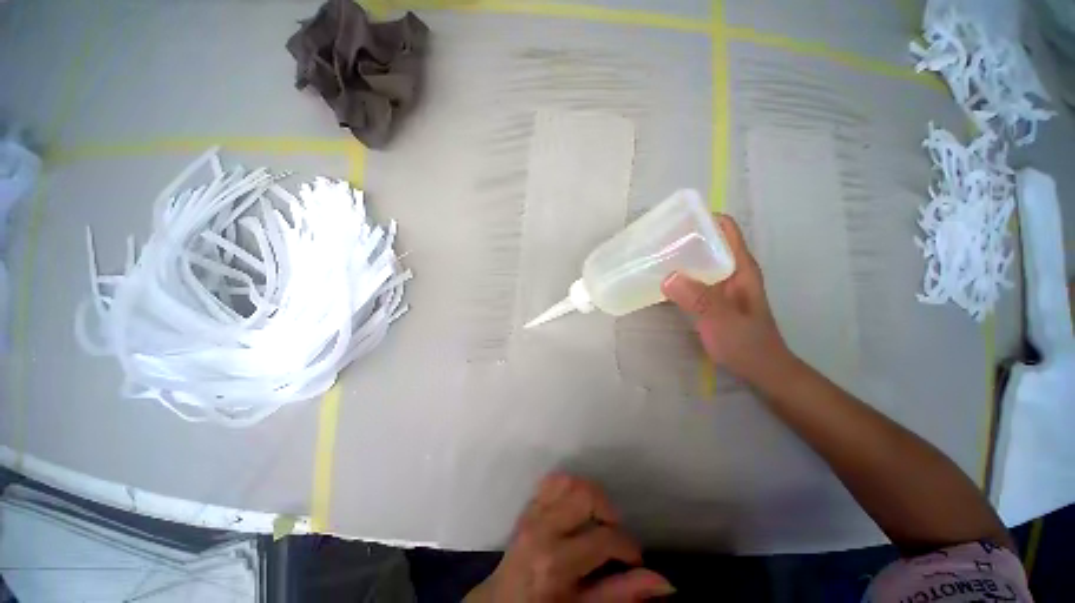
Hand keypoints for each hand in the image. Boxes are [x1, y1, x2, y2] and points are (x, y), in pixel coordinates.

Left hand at [465, 473, 673, 602]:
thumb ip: (621, 593)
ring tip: (598, 519)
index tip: (633, 557)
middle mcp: (542, 529)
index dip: (628, 546)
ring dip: (591, 495)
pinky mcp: (528, 505)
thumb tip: (665, 583)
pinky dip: (571, 486)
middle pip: (585, 494)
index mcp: (555, 562)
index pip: (604, 537)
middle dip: (609, 510)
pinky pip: (553, 480)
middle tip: (614, 534)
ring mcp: (532, 513)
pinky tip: (578, 507)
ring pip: (569, 481)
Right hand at [661, 214, 788, 380]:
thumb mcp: (723, 321)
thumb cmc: (747, 344)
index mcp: (740, 267)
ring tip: (652, 255)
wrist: (760, 369)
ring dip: (678, 256)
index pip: (726, 229)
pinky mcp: (711, 297)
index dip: (704, 218)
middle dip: (684, 236)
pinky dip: (677, 275)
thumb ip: (699, 299)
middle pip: (708, 241)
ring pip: (699, 260)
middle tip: (654, 239)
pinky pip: (692, 278)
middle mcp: (730, 270)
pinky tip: (660, 280)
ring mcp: (720, 284)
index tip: (675, 219)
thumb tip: (667, 276)